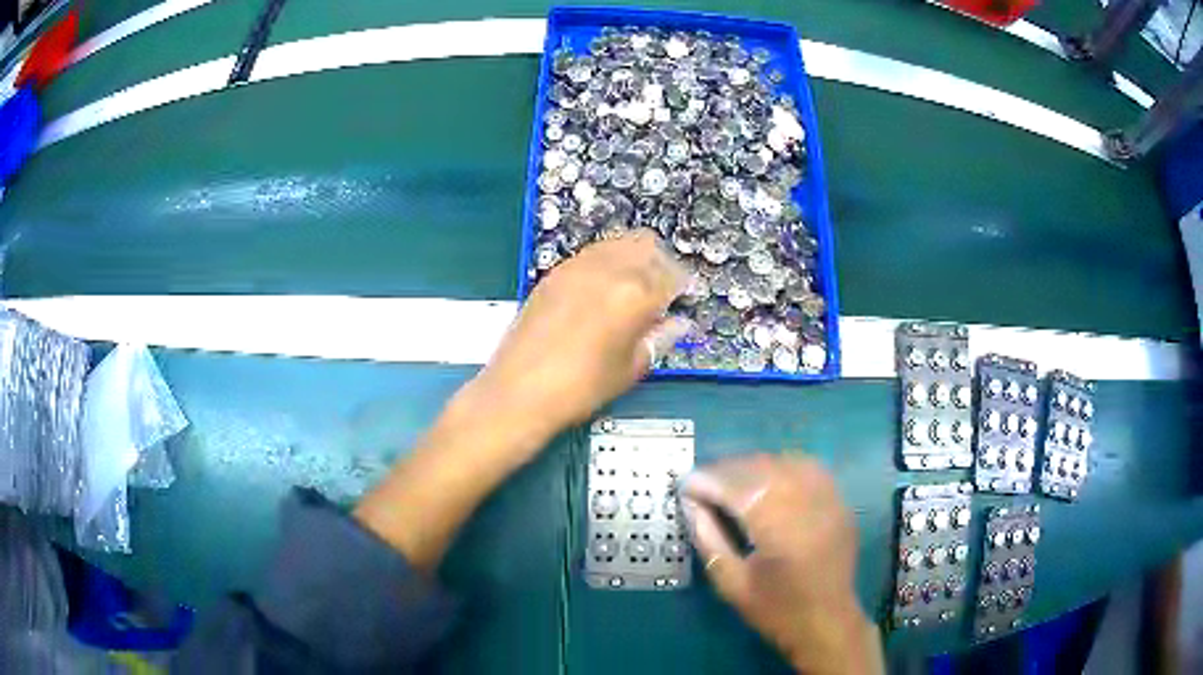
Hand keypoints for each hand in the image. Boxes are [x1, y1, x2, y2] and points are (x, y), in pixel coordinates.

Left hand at [356, 233, 689, 571]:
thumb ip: (659, 338)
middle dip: (662, 264)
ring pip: (617, 243)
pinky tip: (605, 292)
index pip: (672, 275)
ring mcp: (577, 267)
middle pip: (647, 246)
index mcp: (634, 294)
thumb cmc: (580, 388)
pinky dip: (607, 264)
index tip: (685, 298)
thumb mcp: (630, 368)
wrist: (519, 391)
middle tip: (664, 291)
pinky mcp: (554, 273)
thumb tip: (679, 324)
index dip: (684, 287)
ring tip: (635, 290)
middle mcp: (607, 270)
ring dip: (634, 259)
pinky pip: (591, 255)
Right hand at [682, 455, 882, 674]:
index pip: (738, 490)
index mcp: (781, 532)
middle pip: (762, 470)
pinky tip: (766, 477)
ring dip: (753, 466)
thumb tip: (690, 504)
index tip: (684, 484)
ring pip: (785, 463)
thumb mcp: (731, 584)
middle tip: (701, 481)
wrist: (827, 623)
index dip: (708, 482)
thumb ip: (709, 540)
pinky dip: (783, 466)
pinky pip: (809, 468)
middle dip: (727, 470)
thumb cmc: (775, 610)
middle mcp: (809, 507)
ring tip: (730, 478)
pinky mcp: (839, 502)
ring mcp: (829, 501)